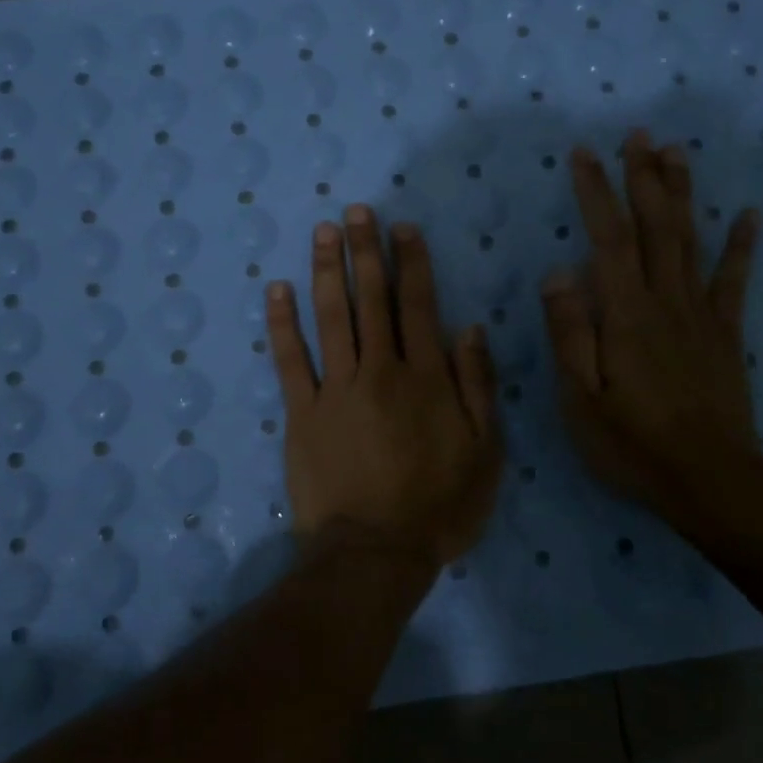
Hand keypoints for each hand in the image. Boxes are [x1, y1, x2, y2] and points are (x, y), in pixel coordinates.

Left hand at [269, 205, 502, 565]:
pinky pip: (290, 359)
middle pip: (372, 299)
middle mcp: (380, 370)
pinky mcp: (301, 412)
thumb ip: (478, 385)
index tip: (402, 227)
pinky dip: (282, 322)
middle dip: (366, 251)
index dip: (411, 262)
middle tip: (356, 211)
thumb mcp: (485, 451)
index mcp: (425, 377)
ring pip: (332, 316)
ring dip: (328, 270)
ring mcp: (336, 389)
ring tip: (323, 231)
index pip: (418, 305)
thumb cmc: (439, 505)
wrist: (376, 551)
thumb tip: (470, 327)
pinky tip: (278, 290)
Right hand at [541, 129, 761, 522]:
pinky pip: (733, 282)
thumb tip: (558, 272)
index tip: (585, 154)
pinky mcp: (725, 335)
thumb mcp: (580, 398)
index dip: (596, 194)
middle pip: (655, 228)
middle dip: (644, 178)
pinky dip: (741, 246)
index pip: (608, 240)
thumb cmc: (632, 444)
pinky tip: (749, 215)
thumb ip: (570, 334)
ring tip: (677, 153)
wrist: (710, 481)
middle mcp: (665, 302)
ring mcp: (700, 316)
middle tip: (639, 135)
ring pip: (690, 242)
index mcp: (625, 315)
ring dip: (682, 195)